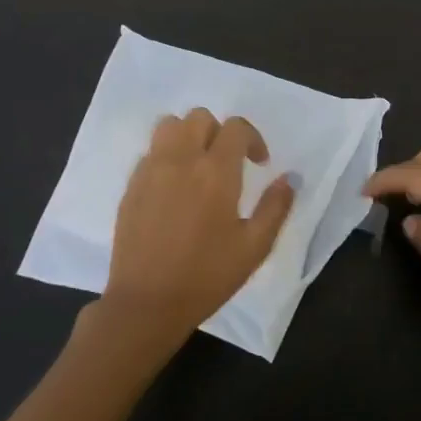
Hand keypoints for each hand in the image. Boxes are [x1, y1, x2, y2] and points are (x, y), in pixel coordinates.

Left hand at [102, 108, 296, 350]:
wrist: (146, 303)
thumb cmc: (206, 276)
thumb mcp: (254, 247)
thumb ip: (275, 207)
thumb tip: (289, 178)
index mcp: (215, 171)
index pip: (235, 127)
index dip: (252, 138)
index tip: (259, 163)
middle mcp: (181, 160)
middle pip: (200, 117)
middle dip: (219, 132)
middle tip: (228, 163)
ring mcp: (151, 169)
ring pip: (169, 126)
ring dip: (188, 135)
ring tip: (197, 165)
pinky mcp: (131, 185)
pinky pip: (151, 151)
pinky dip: (166, 156)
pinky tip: (174, 187)